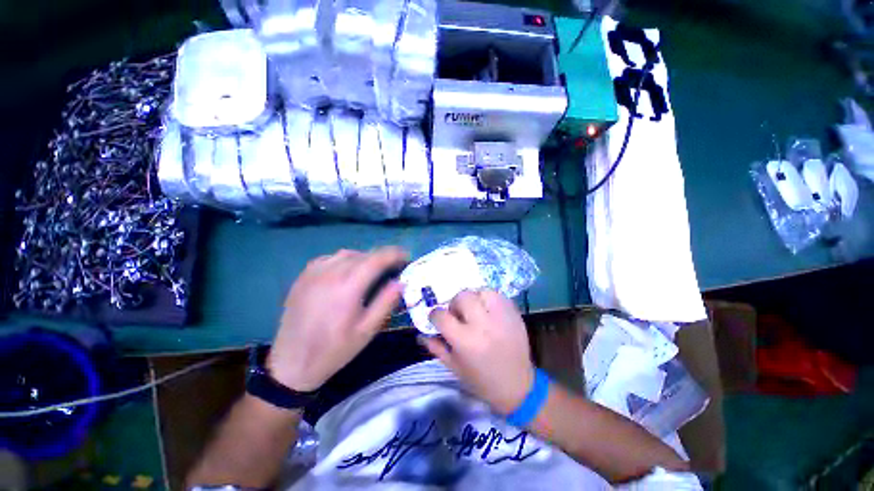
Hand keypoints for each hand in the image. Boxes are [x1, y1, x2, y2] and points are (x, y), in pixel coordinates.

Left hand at [267, 247, 407, 391]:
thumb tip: (401, 281)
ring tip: (372, 269)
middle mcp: (330, 273)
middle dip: (382, 256)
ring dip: (364, 257)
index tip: (406, 256)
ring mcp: (313, 273)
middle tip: (393, 267)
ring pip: (347, 254)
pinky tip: (347, 272)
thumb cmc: (334, 350)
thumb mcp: (367, 330)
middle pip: (363, 254)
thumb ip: (386, 302)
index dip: (395, 254)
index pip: (377, 258)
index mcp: (348, 287)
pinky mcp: (303, 276)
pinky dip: (344, 260)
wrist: (291, 364)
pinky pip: (329, 258)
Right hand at [421, 290, 534, 414]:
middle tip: (458, 314)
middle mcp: (483, 325)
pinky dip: (489, 299)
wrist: (518, 387)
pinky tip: (488, 311)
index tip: (437, 319)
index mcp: (465, 341)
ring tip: (475, 310)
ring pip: (481, 291)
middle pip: (462, 297)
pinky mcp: (514, 314)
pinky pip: (498, 295)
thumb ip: (435, 347)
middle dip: (455, 304)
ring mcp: (501, 317)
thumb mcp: (454, 367)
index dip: (435, 315)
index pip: (441, 316)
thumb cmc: (482, 380)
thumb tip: (420, 334)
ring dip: (474, 298)